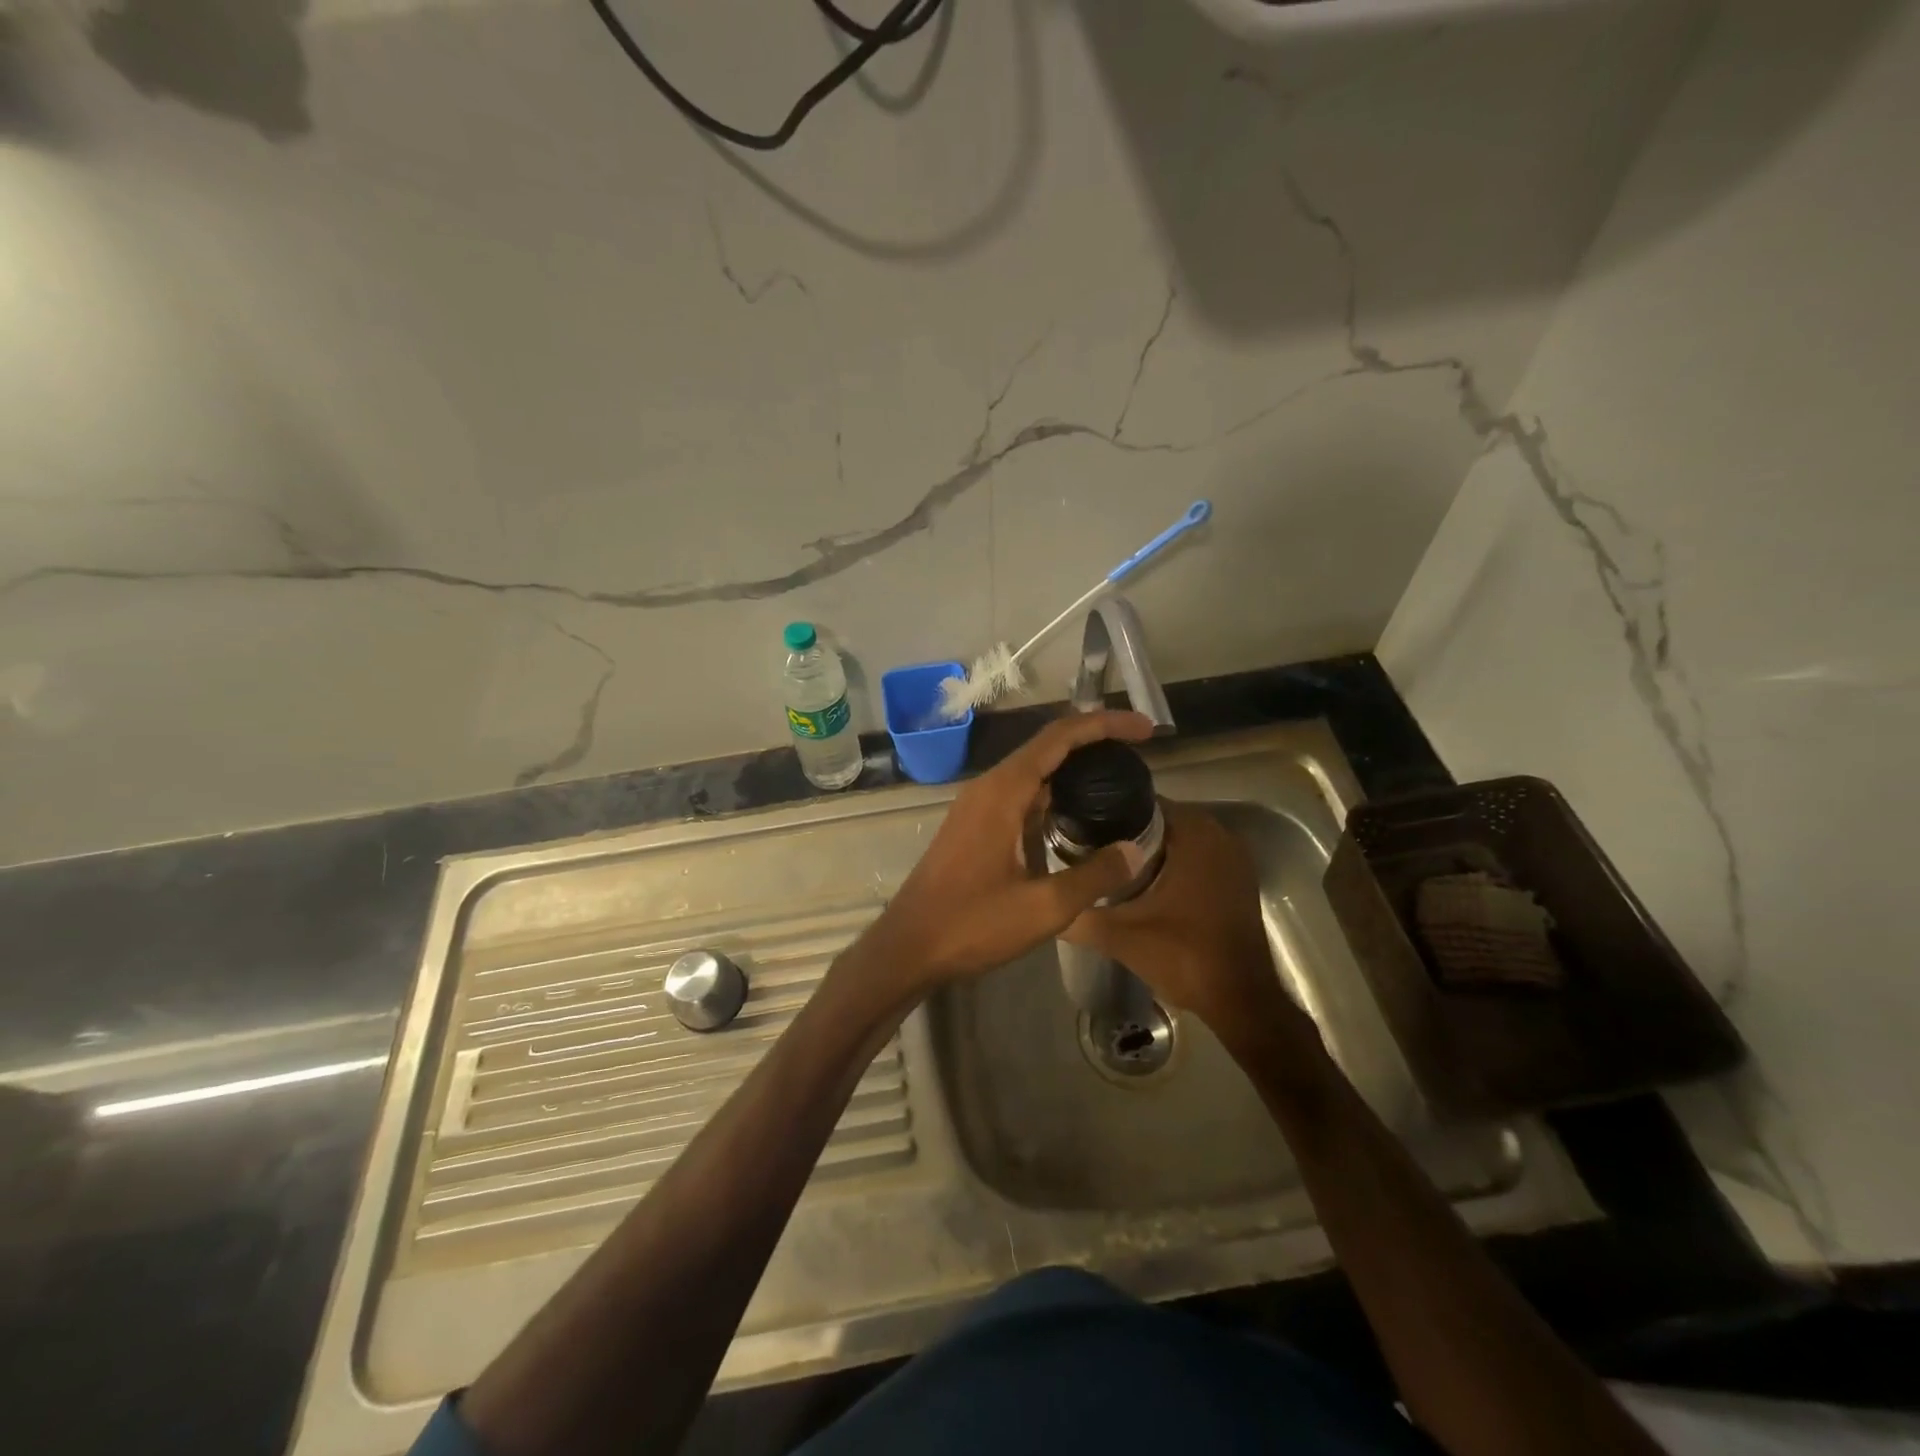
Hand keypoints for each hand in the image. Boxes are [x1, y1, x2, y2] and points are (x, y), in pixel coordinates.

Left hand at [840, 709, 1154, 1011]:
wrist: (908, 947)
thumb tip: (1134, 851)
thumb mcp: (1043, 907)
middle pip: (1047, 746)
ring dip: (1073, 766)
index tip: (1145, 729)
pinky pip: (1020, 793)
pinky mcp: (974, 825)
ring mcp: (978, 805)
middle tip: (1139, 750)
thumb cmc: (971, 924)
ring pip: (1033, 770)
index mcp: (1004, 791)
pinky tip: (1077, 814)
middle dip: (1094, 740)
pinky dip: (1053, 792)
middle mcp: (989, 787)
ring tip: (1117, 776)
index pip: (1060, 737)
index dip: (1104, 724)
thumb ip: (1093, 876)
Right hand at [1063, 801, 1311, 1048]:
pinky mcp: (1236, 879)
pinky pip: (1196, 857)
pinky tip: (1142, 885)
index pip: (1141, 803)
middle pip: (1158, 820)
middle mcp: (1219, 834)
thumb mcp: (1121, 936)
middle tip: (1087, 850)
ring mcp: (1233, 857)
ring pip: (1177, 840)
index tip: (1079, 829)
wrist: (1241, 1000)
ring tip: (1106, 865)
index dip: (1107, 815)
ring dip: (1147, 850)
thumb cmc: (1185, 956)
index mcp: (1195, 833)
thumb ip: (1079, 915)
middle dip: (1124, 834)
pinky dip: (1171, 864)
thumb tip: (1046, 901)